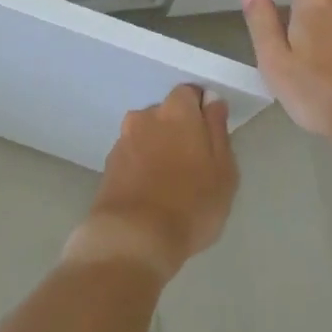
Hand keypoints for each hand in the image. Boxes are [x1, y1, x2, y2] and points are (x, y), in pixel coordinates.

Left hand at [71, 85, 237, 282]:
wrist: (133, 237)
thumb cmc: (190, 204)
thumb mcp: (223, 170)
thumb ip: (217, 129)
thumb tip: (212, 101)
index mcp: (176, 111)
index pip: (189, 93)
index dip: (201, 111)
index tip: (210, 137)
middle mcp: (145, 117)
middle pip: (166, 114)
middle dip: (178, 130)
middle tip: (194, 164)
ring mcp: (122, 140)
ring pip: (147, 135)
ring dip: (158, 149)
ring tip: (171, 183)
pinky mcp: (108, 165)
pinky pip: (133, 156)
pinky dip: (142, 166)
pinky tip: (151, 192)